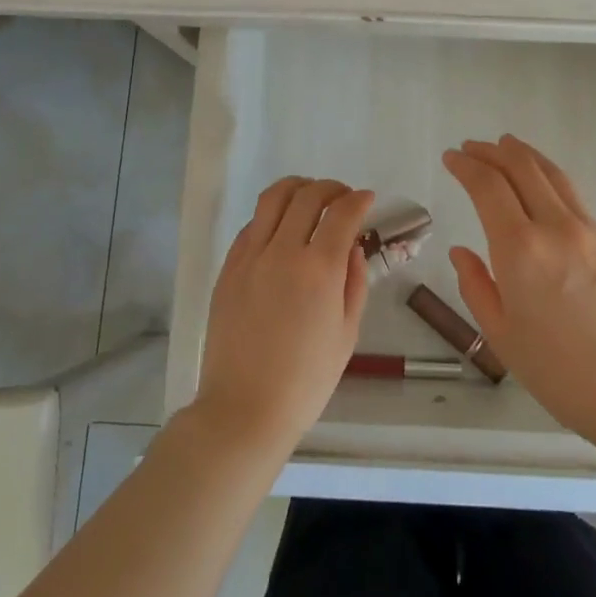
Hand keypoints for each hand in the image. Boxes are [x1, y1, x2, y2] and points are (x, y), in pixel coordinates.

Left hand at [192, 177, 373, 456]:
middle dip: (331, 188)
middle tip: (342, 197)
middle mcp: (283, 251)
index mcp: (319, 269)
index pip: (342, 213)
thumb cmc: (306, 380)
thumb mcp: (347, 333)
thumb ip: (354, 283)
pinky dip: (270, 216)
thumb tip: (352, 248)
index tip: (367, 200)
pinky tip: (280, 229)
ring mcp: (250, 257)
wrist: (244, 409)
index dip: (359, 200)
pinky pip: (251, 226)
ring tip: (309, 197)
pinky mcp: (228, 268)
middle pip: (307, 196)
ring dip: (297, 188)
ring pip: (272, 199)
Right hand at [443, 135, 595, 446]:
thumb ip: (476, 286)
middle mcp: (555, 228)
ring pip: (553, 175)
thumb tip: (462, 252)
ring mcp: (589, 231)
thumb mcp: (502, 336)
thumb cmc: (561, 374)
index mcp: (520, 250)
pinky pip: (573, 197)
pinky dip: (548, 179)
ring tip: (506, 146)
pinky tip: (541, 188)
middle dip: (492, 151)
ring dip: (524, 155)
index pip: (488, 186)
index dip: (466, 165)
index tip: (452, 157)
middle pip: (522, 168)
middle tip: (472, 147)